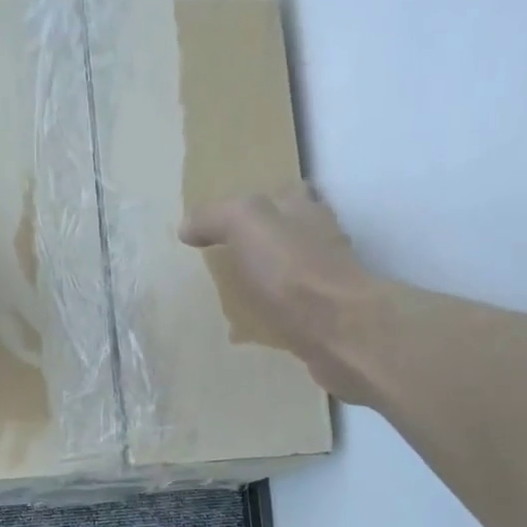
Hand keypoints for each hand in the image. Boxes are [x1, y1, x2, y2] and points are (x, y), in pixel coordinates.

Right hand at [181, 183, 381, 403]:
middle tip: (228, 256)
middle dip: (263, 241)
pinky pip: (289, 313)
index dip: (256, 202)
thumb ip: (216, 217)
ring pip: (290, 273)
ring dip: (267, 280)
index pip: (282, 193)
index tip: (227, 220)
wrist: (339, 331)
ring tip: (234, 295)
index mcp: (304, 209)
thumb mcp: (246, 223)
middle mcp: (320, 239)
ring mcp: (326, 282)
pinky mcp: (324, 319)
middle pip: (290, 232)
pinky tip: (247, 332)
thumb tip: (187, 226)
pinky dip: (270, 318)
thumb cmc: (293, 270)